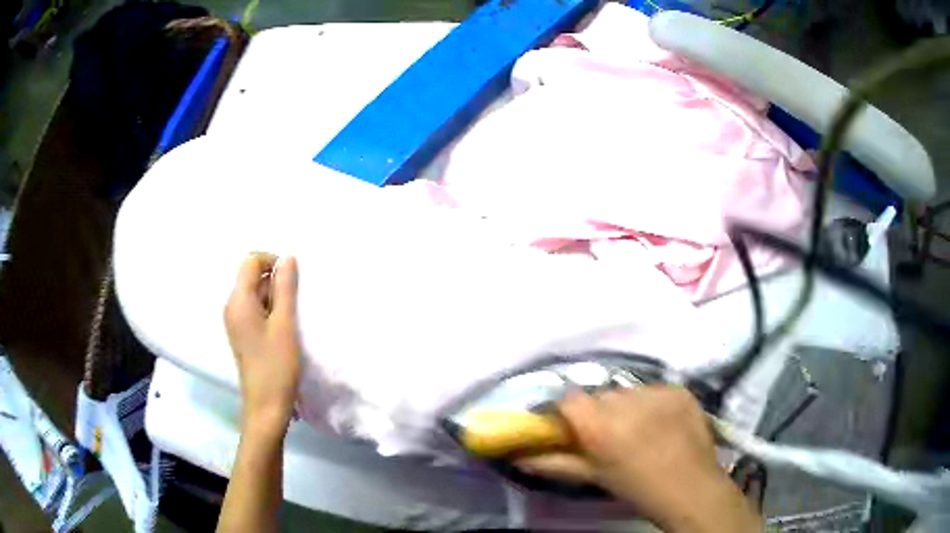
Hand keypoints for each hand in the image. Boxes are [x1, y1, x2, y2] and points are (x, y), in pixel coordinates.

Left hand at [224, 254, 301, 435]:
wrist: (266, 406)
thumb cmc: (276, 365)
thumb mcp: (285, 323)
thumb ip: (286, 288)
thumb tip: (288, 257)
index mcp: (238, 300)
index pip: (251, 261)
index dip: (272, 262)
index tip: (292, 282)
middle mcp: (232, 306)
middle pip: (252, 276)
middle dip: (276, 283)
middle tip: (293, 308)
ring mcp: (235, 321)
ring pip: (256, 294)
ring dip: (275, 299)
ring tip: (290, 322)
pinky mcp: (242, 334)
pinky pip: (255, 310)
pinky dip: (271, 312)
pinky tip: (283, 331)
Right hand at [518, 386, 759, 532]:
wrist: (691, 487)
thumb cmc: (636, 488)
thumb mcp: (593, 477)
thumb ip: (553, 464)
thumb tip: (518, 456)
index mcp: (600, 426)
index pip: (569, 399)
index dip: (567, 411)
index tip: (570, 426)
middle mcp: (626, 401)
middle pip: (600, 395)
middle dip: (599, 411)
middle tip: (609, 434)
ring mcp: (657, 392)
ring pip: (628, 391)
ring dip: (627, 406)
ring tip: (639, 428)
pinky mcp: (679, 389)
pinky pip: (655, 390)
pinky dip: (653, 403)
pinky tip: (662, 422)